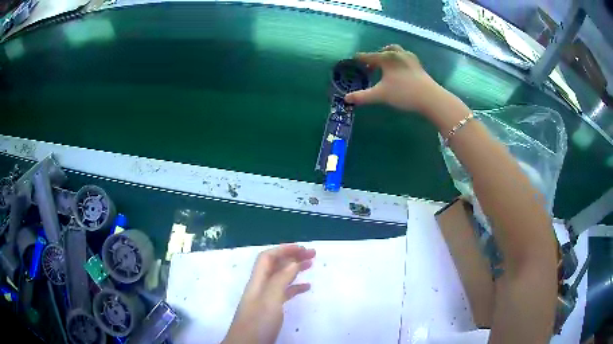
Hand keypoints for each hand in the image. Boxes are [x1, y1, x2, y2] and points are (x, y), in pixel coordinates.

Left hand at [223, 244, 315, 343]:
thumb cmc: (258, 322)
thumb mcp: (270, 299)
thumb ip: (280, 280)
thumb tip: (293, 262)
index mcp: (257, 281)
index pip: (267, 257)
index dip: (284, 249)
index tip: (303, 248)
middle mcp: (260, 286)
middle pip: (275, 265)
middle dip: (292, 256)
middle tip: (312, 254)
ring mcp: (265, 298)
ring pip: (281, 277)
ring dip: (295, 269)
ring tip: (311, 265)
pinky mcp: (271, 309)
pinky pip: (284, 292)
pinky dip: (295, 287)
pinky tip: (306, 287)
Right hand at [344, 44, 441, 113]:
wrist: (430, 98)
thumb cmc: (403, 93)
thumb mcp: (380, 95)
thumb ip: (362, 96)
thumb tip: (346, 99)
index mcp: (386, 58)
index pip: (369, 56)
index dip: (360, 58)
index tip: (354, 59)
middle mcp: (398, 54)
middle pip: (385, 50)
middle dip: (376, 56)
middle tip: (372, 66)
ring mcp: (410, 59)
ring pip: (397, 51)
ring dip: (389, 55)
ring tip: (386, 65)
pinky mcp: (419, 66)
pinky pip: (406, 58)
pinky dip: (400, 60)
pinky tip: (401, 70)